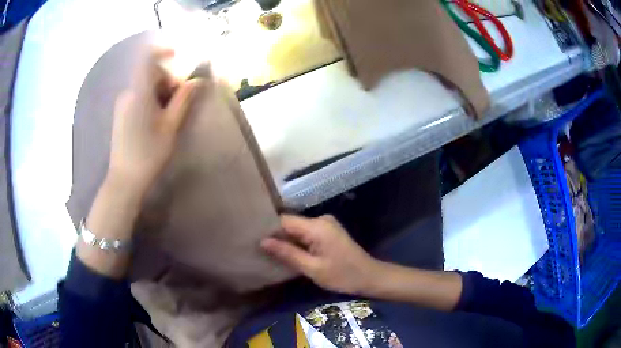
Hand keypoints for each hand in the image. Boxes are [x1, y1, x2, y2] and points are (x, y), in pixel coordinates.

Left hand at [108, 48, 199, 196]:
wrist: (124, 181)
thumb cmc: (148, 155)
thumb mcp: (170, 127)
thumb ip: (183, 100)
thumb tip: (198, 81)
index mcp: (139, 93)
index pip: (147, 58)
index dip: (162, 50)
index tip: (177, 54)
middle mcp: (128, 93)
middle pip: (150, 74)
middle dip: (167, 80)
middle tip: (179, 101)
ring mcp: (122, 104)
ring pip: (144, 87)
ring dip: (160, 92)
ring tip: (168, 115)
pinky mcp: (120, 114)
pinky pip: (138, 97)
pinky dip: (150, 100)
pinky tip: (155, 121)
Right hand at [261, 214, 380, 294]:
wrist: (370, 277)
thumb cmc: (342, 275)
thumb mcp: (313, 268)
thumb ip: (288, 253)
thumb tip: (263, 241)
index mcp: (317, 226)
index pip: (284, 221)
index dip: (269, 229)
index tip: (253, 239)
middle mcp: (321, 219)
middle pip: (290, 224)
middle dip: (276, 236)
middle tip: (259, 249)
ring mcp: (326, 224)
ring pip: (297, 229)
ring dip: (286, 240)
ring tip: (269, 252)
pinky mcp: (328, 232)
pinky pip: (306, 233)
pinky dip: (297, 243)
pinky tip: (288, 253)